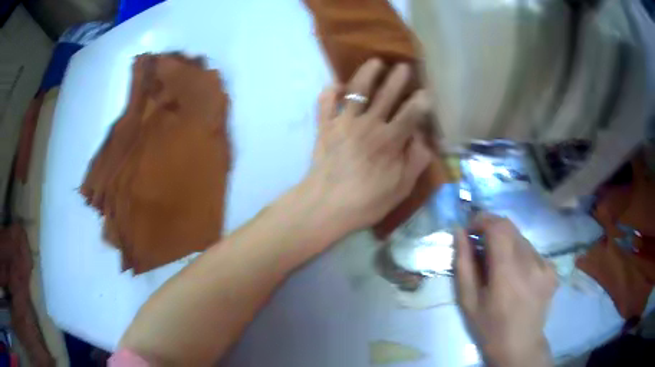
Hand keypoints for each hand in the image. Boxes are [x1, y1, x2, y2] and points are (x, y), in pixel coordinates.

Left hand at [303, 58, 431, 236]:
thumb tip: (423, 138)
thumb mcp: (401, 187)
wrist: (325, 206)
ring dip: (367, 74)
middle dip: (397, 78)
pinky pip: (325, 103)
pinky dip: (330, 91)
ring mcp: (343, 122)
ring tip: (376, 63)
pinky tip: (337, 86)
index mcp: (390, 140)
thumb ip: (416, 160)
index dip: (421, 101)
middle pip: (386, 95)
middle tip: (403, 66)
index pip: (410, 113)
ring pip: (357, 91)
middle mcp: (368, 124)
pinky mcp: (324, 127)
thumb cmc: (366, 201)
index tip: (426, 92)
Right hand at [455, 215, 557, 366]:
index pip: (498, 227)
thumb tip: (459, 232)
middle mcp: (531, 263)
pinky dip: (520, 255)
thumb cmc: (489, 327)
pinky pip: (533, 251)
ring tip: (499, 266)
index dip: (482, 220)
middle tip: (481, 246)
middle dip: (492, 229)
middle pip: (510, 228)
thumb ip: (463, 264)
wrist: (519, 345)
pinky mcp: (553, 269)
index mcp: (508, 273)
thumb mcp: (468, 300)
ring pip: (521, 239)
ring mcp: (546, 265)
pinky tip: (517, 276)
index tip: (471, 230)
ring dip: (506, 244)